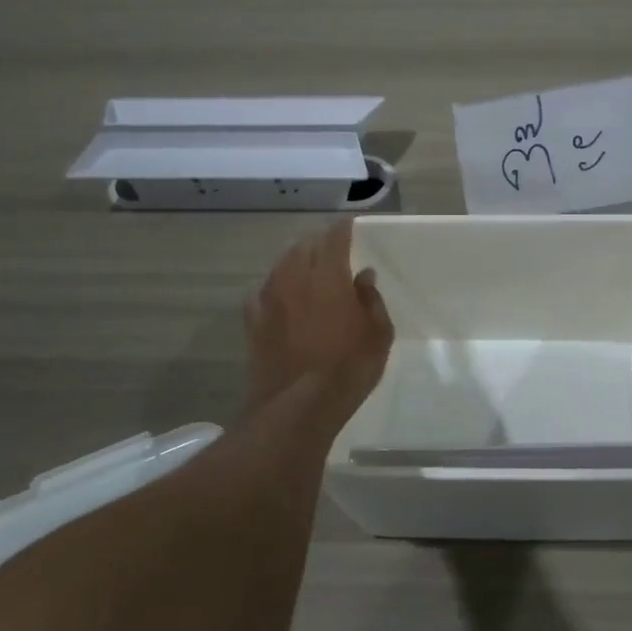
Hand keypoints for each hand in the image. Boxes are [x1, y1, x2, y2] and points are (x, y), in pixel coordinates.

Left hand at [245, 218, 394, 408]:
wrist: (296, 407)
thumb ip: (371, 300)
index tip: (349, 223)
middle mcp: (294, 279)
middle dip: (317, 241)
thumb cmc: (348, 368)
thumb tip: (363, 276)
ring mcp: (268, 300)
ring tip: (305, 266)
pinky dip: (275, 286)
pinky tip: (280, 296)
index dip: (342, 227)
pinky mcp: (252, 322)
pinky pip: (262, 292)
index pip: (333, 238)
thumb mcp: (378, 334)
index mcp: (328, 276)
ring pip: (280, 265)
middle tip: (330, 245)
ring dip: (295, 260)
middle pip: (303, 246)